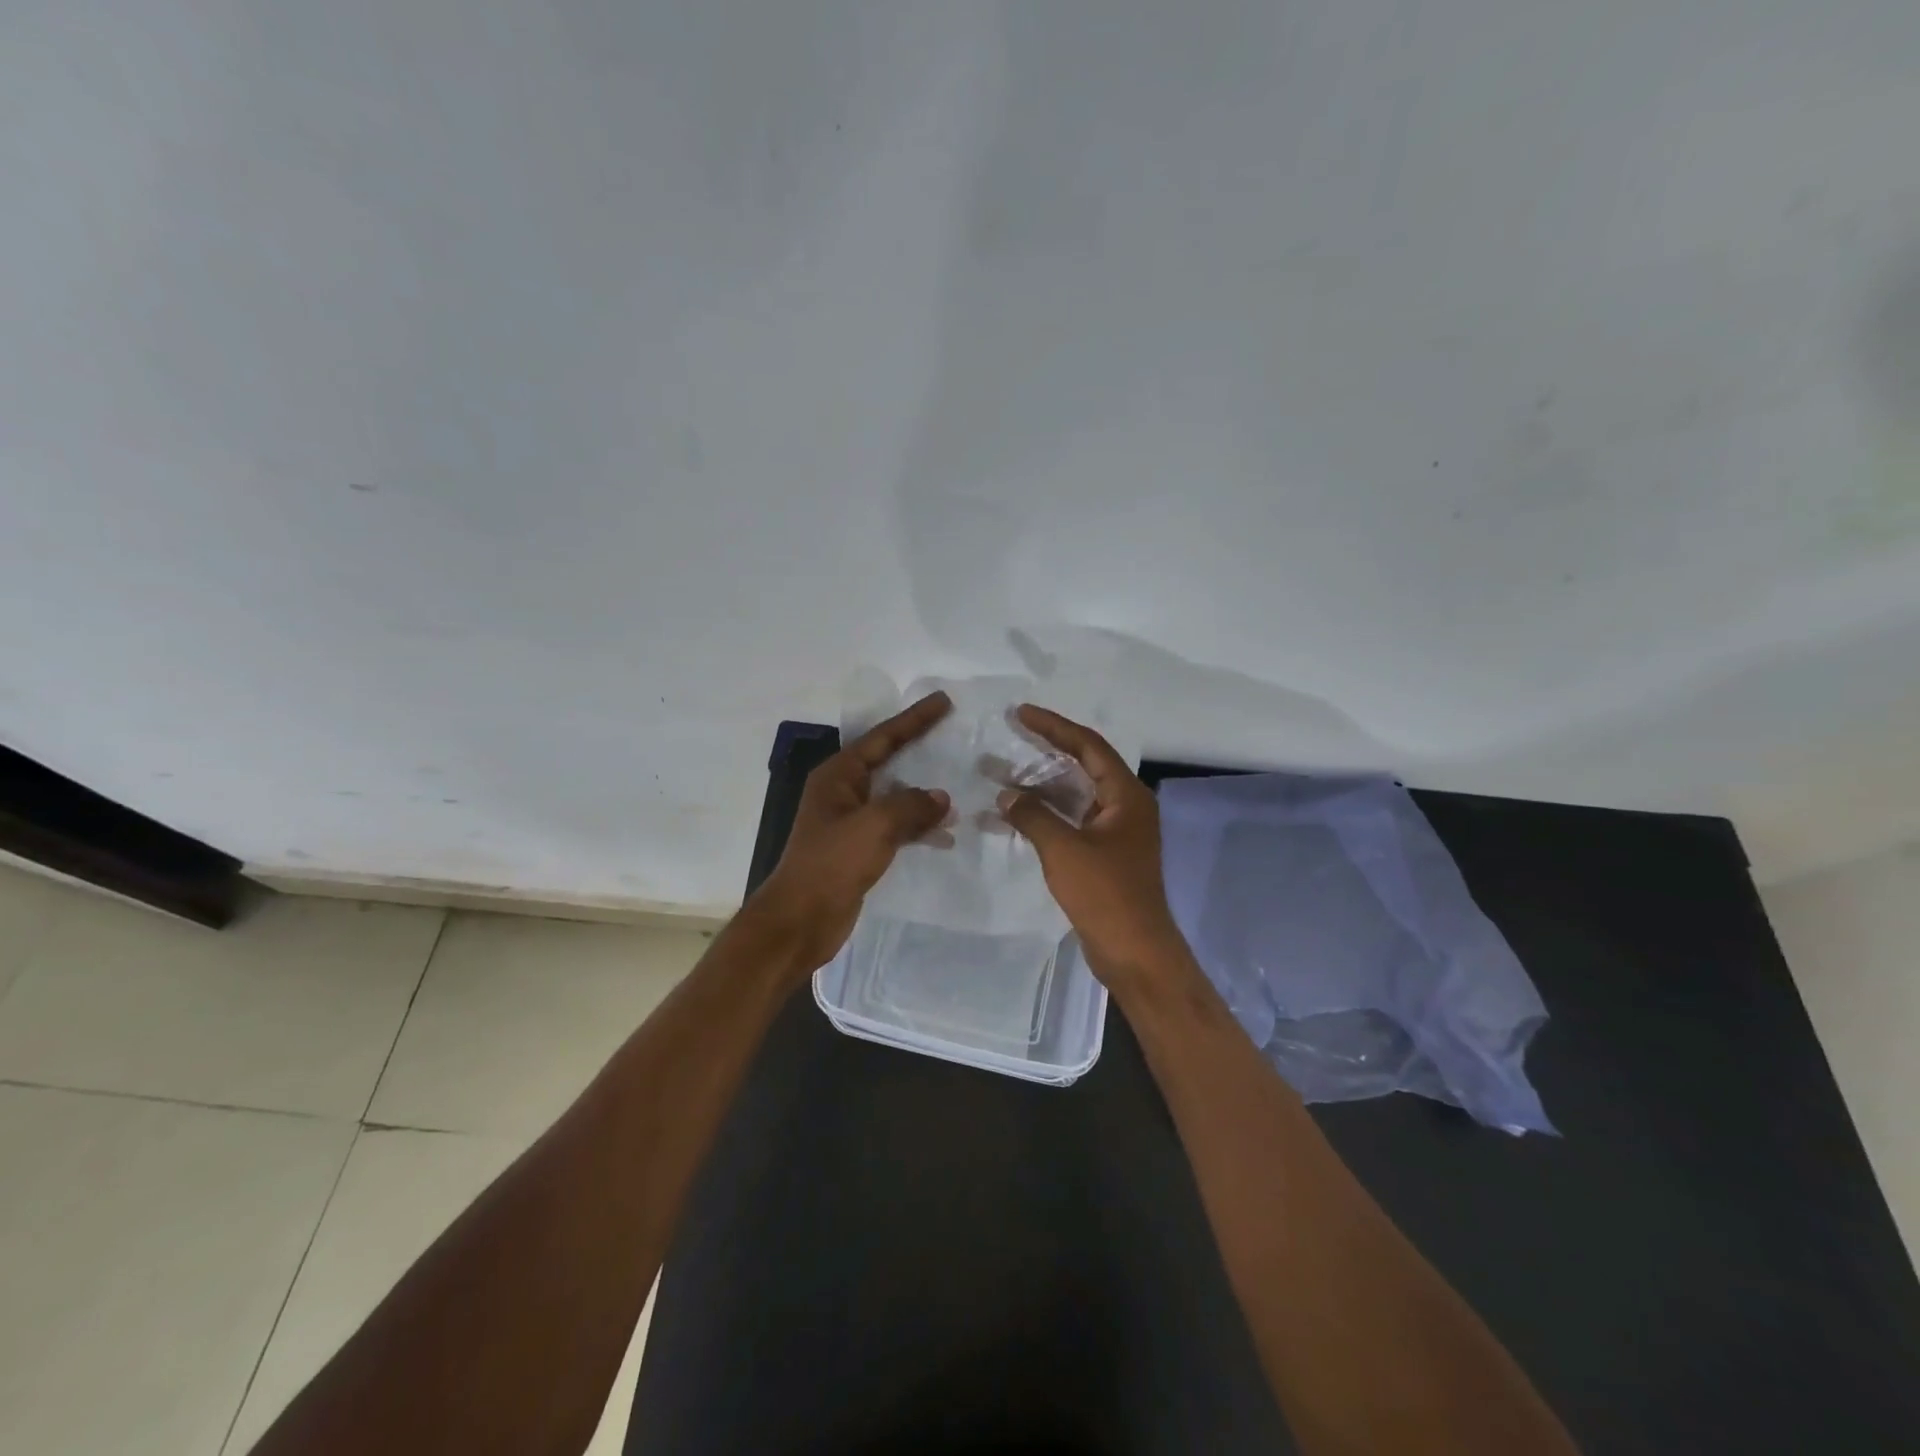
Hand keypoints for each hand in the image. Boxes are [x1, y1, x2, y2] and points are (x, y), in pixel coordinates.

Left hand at [749, 691, 952, 975]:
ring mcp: (850, 821)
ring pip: (894, 796)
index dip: (915, 719)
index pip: (882, 737)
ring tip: (958, 788)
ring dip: (923, 793)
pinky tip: (944, 835)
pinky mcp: (858, 849)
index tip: (943, 701)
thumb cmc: (831, 864)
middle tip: (953, 733)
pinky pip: (895, 826)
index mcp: (838, 776)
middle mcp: (842, 792)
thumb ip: (911, 806)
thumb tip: (941, 798)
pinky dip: (918, 826)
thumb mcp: (874, 826)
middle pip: (888, 761)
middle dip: (919, 748)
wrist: (800, 920)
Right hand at [996, 705, 1189, 992]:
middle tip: (1012, 734)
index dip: (1054, 726)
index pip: (1088, 746)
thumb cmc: (1105, 894)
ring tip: (1003, 772)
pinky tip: (1016, 813)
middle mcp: (1125, 806)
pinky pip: (1072, 819)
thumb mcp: (1064, 849)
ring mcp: (1116, 831)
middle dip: (1046, 750)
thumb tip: (1007, 794)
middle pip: (1084, 765)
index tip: (1020, 714)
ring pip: (1076, 794)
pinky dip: (1046, 813)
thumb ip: (1033, 815)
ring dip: (1042, 784)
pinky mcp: (1105, 854)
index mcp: (1126, 796)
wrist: (1134, 952)